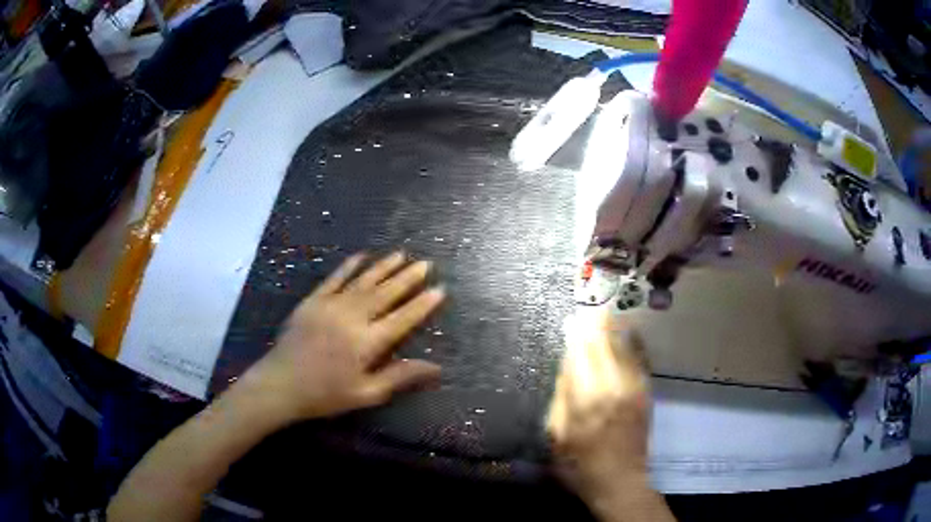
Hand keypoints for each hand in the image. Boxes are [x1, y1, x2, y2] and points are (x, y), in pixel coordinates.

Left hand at [241, 251, 444, 423]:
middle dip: (407, 278)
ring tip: (401, 254)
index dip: (423, 304)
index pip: (403, 318)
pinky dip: (349, 266)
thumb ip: (401, 377)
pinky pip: (334, 278)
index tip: (439, 289)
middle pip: (385, 293)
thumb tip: (437, 367)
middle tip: (426, 264)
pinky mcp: (313, 301)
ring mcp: (331, 305)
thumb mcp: (366, 393)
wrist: (281, 384)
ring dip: (383, 267)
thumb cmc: (325, 395)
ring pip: (363, 281)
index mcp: (367, 342)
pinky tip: (361, 256)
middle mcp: (352, 317)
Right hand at [547, 307, 652, 506]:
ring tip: (607, 311)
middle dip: (595, 323)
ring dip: (615, 328)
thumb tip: (567, 364)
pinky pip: (640, 359)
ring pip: (624, 347)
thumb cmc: (579, 463)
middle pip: (603, 344)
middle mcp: (613, 385)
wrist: (620, 480)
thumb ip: (561, 396)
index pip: (580, 353)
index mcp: (585, 398)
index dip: (576, 333)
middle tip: (590, 306)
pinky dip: (634, 343)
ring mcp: (634, 387)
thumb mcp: (556, 434)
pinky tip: (629, 331)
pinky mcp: (646, 392)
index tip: (573, 317)